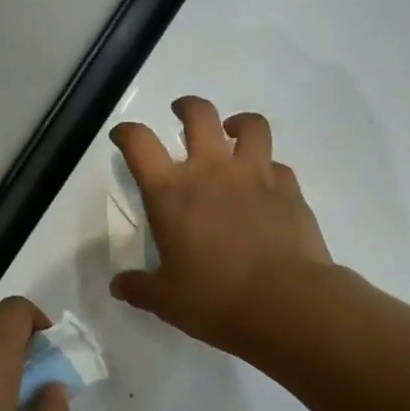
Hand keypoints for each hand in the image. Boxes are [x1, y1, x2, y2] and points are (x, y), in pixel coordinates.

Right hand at [110, 96, 331, 354]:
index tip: (123, 137)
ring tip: (232, 133)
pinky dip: (267, 167)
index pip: (140, 144)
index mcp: (172, 193)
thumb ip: (139, 288)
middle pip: (199, 114)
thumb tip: (118, 285)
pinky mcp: (290, 189)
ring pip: (250, 125)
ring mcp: (256, 175)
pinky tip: (265, 184)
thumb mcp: (166, 301)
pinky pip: (277, 164)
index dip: (127, 133)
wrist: (285, 303)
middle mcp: (213, 171)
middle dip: (186, 107)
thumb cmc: (216, 299)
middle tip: (181, 115)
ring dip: (237, 123)